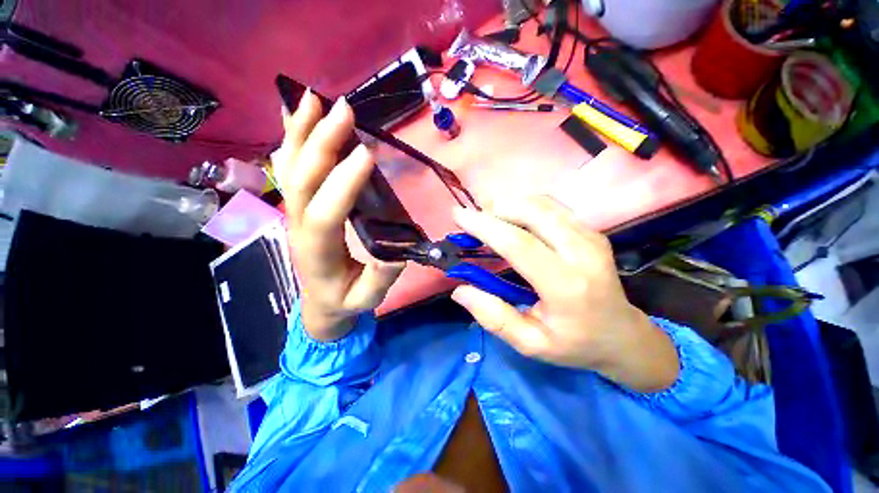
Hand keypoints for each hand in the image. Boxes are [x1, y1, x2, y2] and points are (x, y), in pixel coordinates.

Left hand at [275, 90, 403, 340]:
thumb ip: (380, 279)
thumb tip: (397, 248)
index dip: (341, 185)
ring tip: (312, 97)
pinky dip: (289, 134)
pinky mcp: (294, 198)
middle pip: (301, 181)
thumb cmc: (343, 298)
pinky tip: (291, 108)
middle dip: (320, 143)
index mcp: (318, 252)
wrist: (317, 300)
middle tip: (343, 109)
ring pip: (289, 167)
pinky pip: (287, 163)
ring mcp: (291, 208)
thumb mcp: (366, 302)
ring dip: (299, 130)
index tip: (367, 153)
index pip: (323, 216)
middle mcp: (297, 224)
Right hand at [450, 196, 678, 391]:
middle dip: (498, 207)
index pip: (520, 244)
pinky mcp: (595, 233)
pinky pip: (558, 209)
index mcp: (565, 286)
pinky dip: (532, 208)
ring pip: (547, 204)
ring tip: (492, 218)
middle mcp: (582, 253)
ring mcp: (592, 238)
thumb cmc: (575, 345)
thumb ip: (496, 318)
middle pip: (534, 212)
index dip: (486, 226)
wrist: (620, 335)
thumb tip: (460, 290)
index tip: (457, 216)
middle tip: (474, 219)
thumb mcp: (532, 345)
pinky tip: (519, 222)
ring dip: (514, 204)